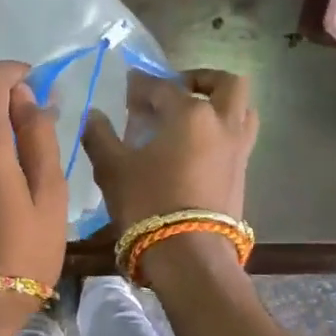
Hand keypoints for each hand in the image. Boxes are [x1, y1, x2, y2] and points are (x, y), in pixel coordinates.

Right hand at [81, 68, 257, 229]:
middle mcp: (221, 122)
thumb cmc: (148, 203)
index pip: (163, 87)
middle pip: (226, 83)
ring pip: (241, 109)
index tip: (128, 88)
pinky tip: (196, 147)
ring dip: (221, 104)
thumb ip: (100, 136)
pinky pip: (238, 138)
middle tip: (177, 90)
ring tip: (194, 117)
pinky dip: (222, 131)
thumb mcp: (113, 169)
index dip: (142, 85)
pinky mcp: (243, 174)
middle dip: (201, 80)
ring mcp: (238, 149)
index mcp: (190, 113)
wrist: (190, 255)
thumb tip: (92, 116)